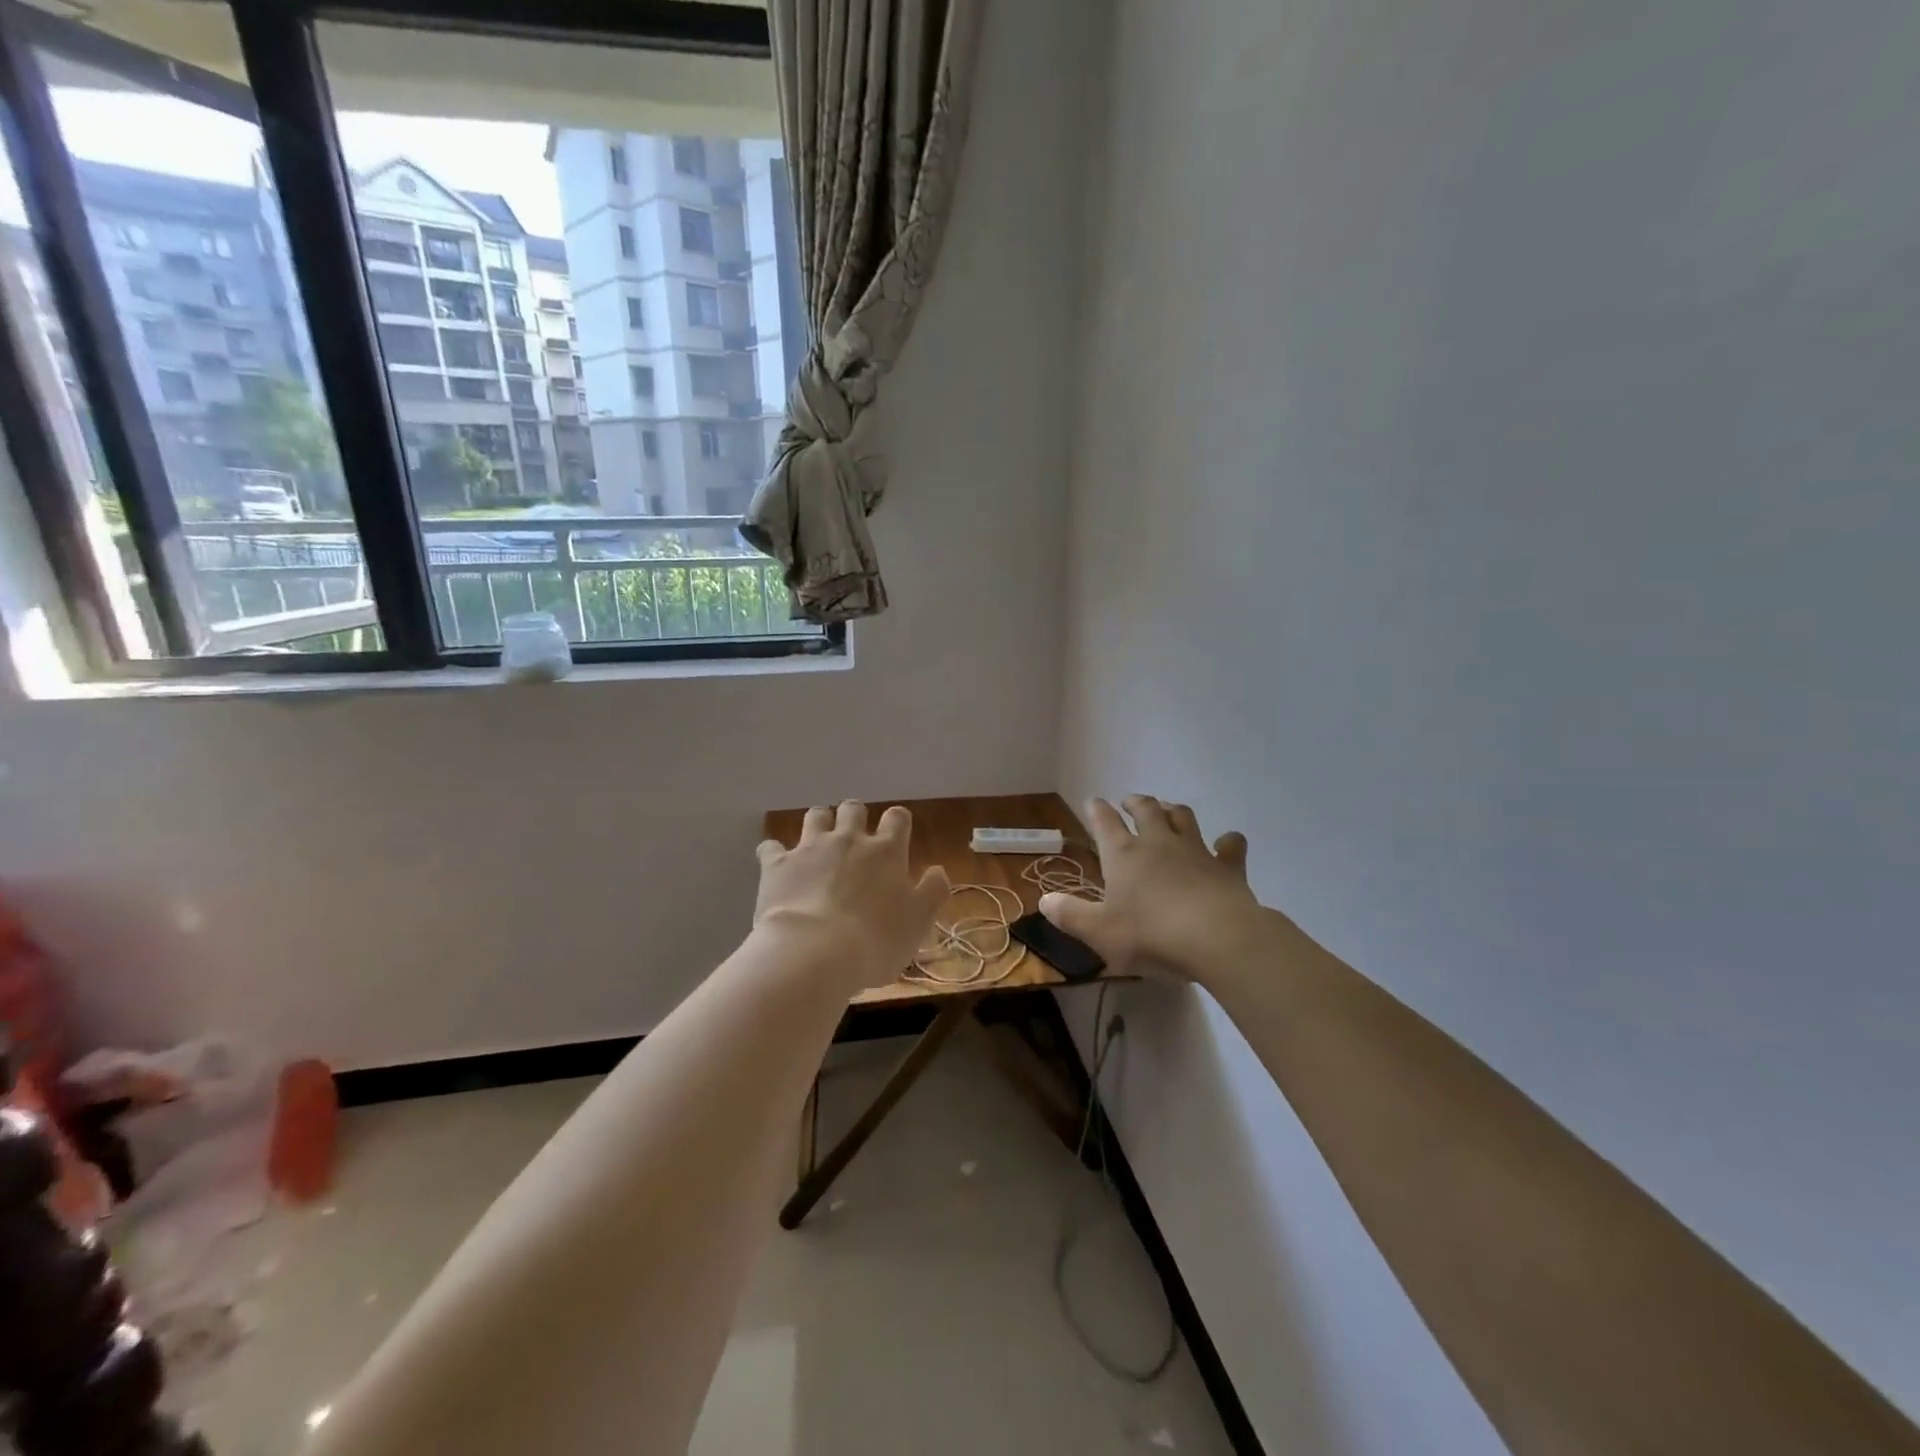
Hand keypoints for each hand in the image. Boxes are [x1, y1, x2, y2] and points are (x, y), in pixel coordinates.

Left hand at [754, 801, 950, 992]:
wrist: (813, 953)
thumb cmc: (875, 941)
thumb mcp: (918, 922)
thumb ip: (932, 892)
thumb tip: (938, 870)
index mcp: (886, 852)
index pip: (897, 818)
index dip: (898, 822)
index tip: (897, 834)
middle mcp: (848, 840)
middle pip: (853, 809)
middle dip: (854, 816)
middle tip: (854, 837)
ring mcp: (810, 848)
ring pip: (815, 816)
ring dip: (819, 823)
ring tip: (819, 841)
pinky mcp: (777, 864)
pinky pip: (771, 846)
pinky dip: (774, 852)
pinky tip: (776, 863)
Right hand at [1040, 796, 1259, 983]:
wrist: (1217, 939)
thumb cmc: (1150, 935)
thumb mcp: (1100, 932)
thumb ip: (1071, 915)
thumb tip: (1044, 900)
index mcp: (1123, 855)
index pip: (1105, 823)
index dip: (1097, 810)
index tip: (1092, 802)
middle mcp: (1158, 843)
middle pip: (1146, 809)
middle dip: (1136, 802)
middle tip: (1130, 801)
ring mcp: (1196, 850)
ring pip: (1183, 817)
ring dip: (1173, 810)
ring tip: (1168, 810)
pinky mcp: (1227, 867)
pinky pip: (1230, 846)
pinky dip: (1228, 841)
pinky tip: (1227, 842)